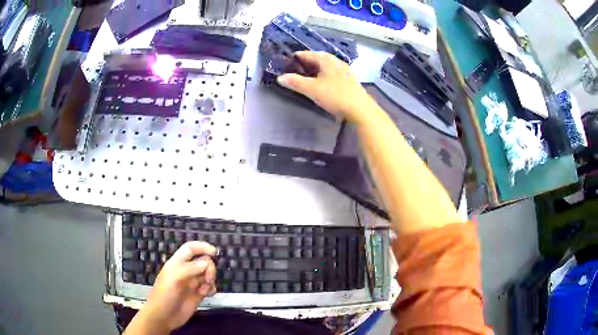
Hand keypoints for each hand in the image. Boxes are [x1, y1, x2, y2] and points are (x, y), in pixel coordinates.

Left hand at [142, 242, 217, 331]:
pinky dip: (212, 289)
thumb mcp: (174, 279)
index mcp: (177, 263)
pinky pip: (210, 286)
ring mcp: (192, 283)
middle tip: (208, 280)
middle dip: (209, 268)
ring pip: (208, 274)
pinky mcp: (198, 294)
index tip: (215, 253)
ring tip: (205, 290)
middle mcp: (186, 271)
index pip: (191, 248)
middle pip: (203, 261)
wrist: (164, 316)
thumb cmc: (165, 295)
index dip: (202, 247)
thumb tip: (207, 263)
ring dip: (210, 280)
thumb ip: (190, 269)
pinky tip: (208, 294)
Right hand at [277, 51, 376, 121]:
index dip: (296, 57)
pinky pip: (332, 73)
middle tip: (295, 68)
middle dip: (306, 62)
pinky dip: (324, 75)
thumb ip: (295, 82)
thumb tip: (280, 77)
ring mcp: (344, 70)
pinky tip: (322, 83)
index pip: (307, 54)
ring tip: (307, 75)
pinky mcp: (349, 80)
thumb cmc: (335, 95)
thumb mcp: (311, 89)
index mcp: (326, 59)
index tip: (287, 61)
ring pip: (326, 66)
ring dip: (316, 69)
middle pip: (318, 58)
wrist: (360, 109)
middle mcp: (336, 61)